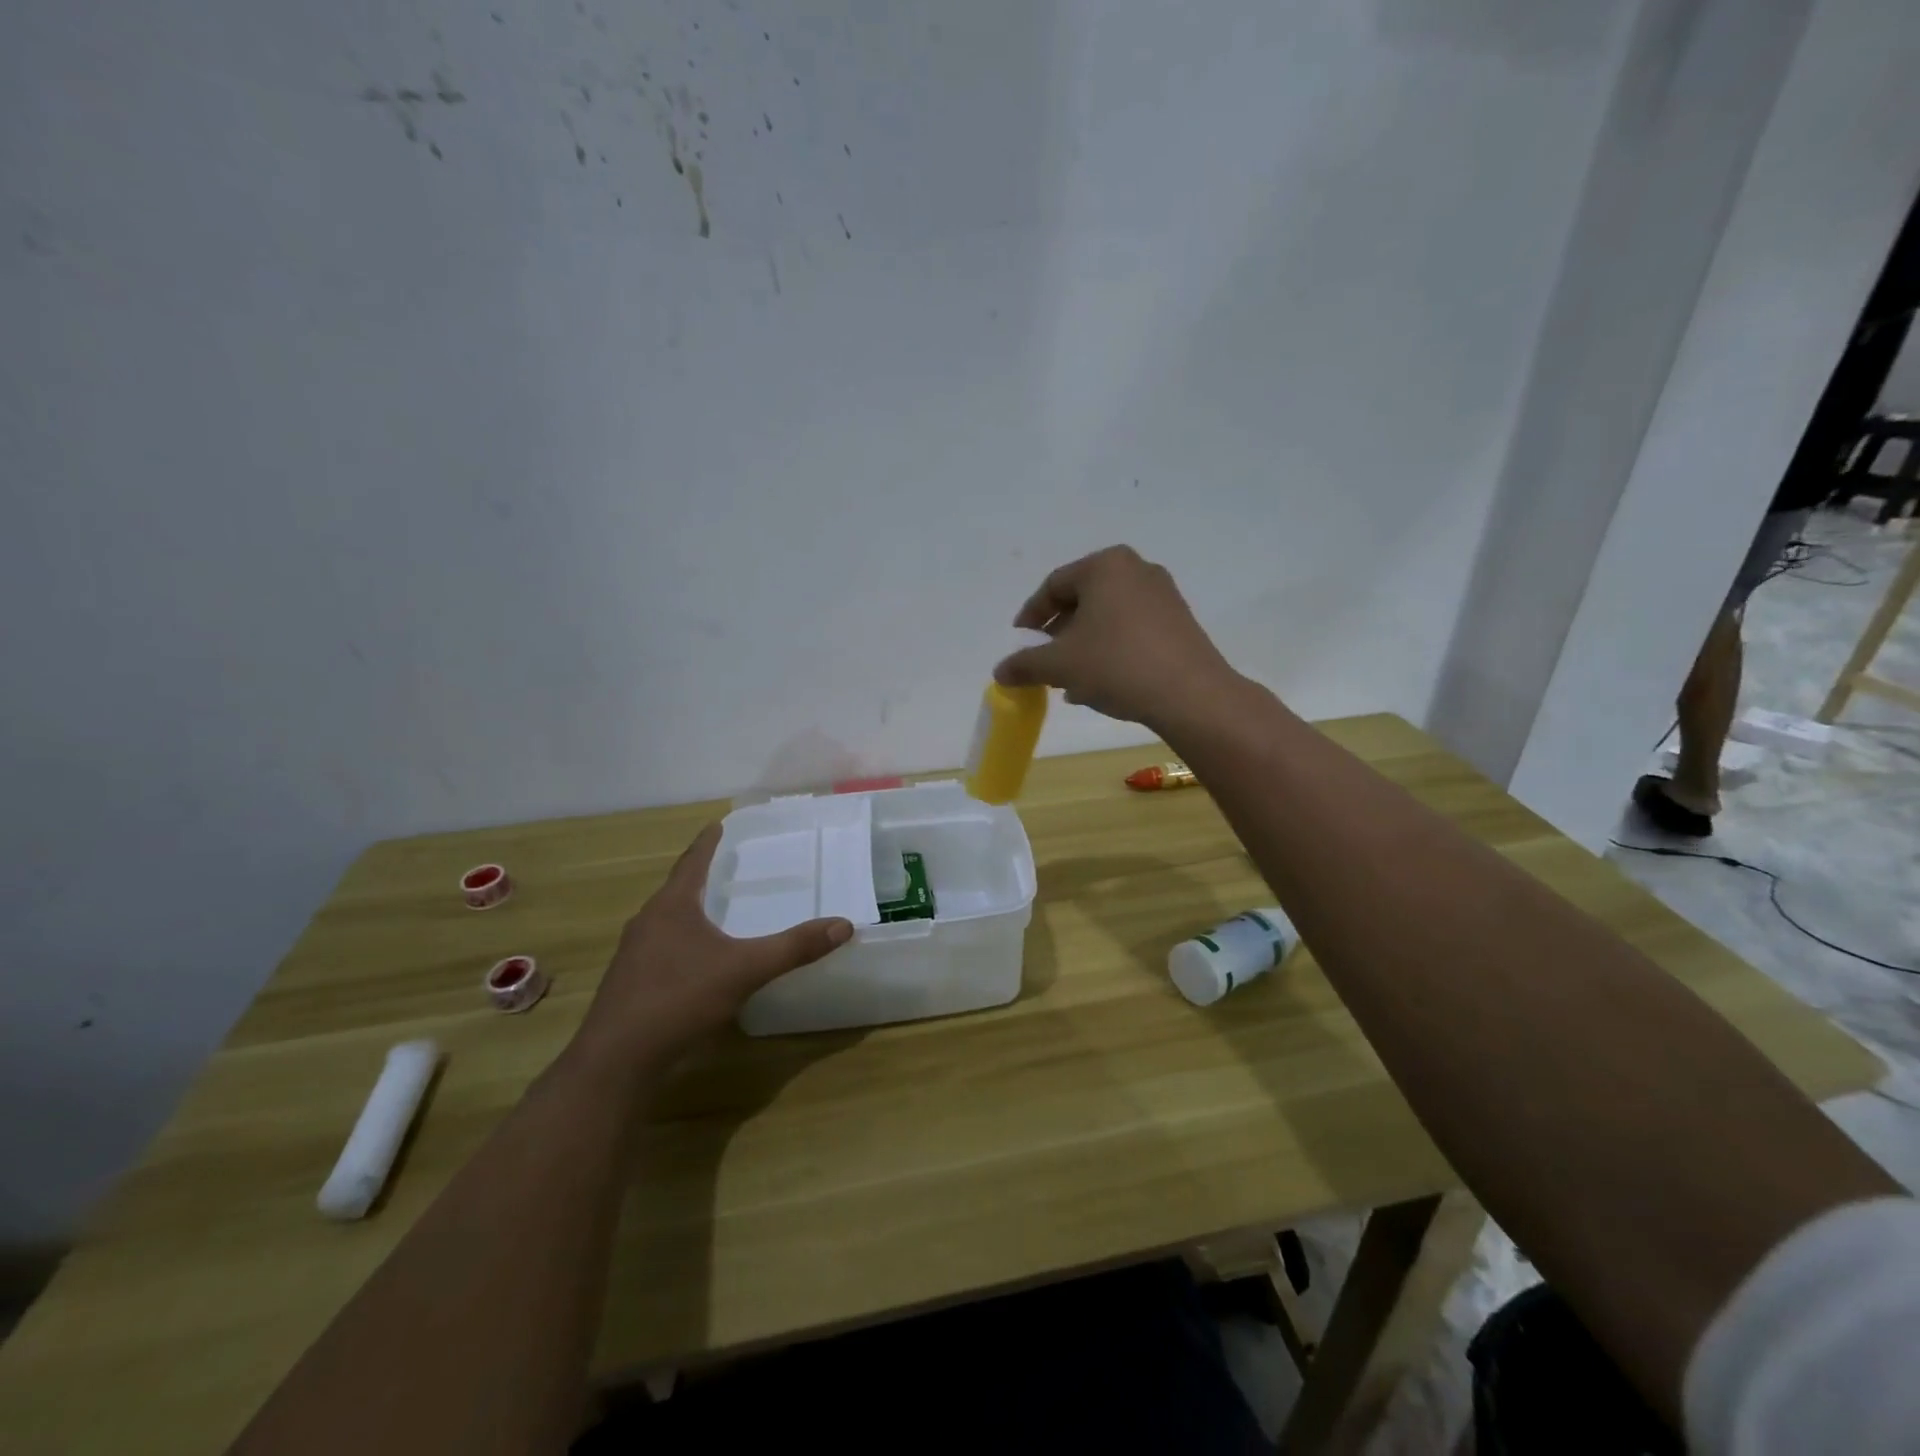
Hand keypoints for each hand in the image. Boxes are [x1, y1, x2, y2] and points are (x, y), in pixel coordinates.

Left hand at [567, 824, 852, 1075]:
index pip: (692, 862)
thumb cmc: (679, 999)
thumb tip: (843, 924)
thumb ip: (793, 947)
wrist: (617, 1061)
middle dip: (700, 876)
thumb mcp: (745, 970)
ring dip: (690, 910)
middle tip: (726, 865)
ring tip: (715, 909)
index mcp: (671, 907)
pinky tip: (698, 960)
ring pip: (666, 921)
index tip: (718, 824)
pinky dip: (683, 941)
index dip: (707, 842)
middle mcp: (648, 922)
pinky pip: (661, 949)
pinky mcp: (630, 984)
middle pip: (677, 889)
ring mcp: (634, 955)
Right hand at [995, 546, 1238, 728]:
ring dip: (1082, 646)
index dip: (1030, 616)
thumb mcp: (1060, 665)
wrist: (1191, 695)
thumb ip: (1025, 665)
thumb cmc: (1117, 665)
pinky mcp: (1179, 622)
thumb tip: (1000, 672)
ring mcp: (1163, 595)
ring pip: (1107, 618)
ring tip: (1068, 680)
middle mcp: (1136, 570)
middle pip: (1082, 600)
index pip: (1054, 585)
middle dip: (1058, 634)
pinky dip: (1109, 650)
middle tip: (1043, 662)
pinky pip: (1131, 630)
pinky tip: (1099, 684)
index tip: (1019, 644)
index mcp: (1105, 566)